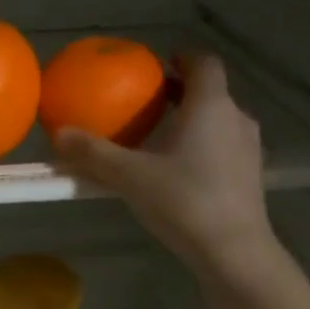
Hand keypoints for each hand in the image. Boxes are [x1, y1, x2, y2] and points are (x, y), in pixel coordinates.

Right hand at [50, 51, 279, 278]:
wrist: (232, 249)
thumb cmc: (183, 201)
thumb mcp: (130, 177)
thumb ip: (94, 154)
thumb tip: (58, 134)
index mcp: (209, 105)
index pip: (202, 63)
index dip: (182, 59)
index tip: (159, 66)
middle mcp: (235, 117)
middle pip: (209, 94)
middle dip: (181, 96)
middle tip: (149, 108)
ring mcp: (248, 148)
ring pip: (218, 123)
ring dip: (192, 125)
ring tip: (160, 144)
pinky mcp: (251, 176)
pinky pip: (224, 149)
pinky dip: (202, 150)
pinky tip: (180, 176)